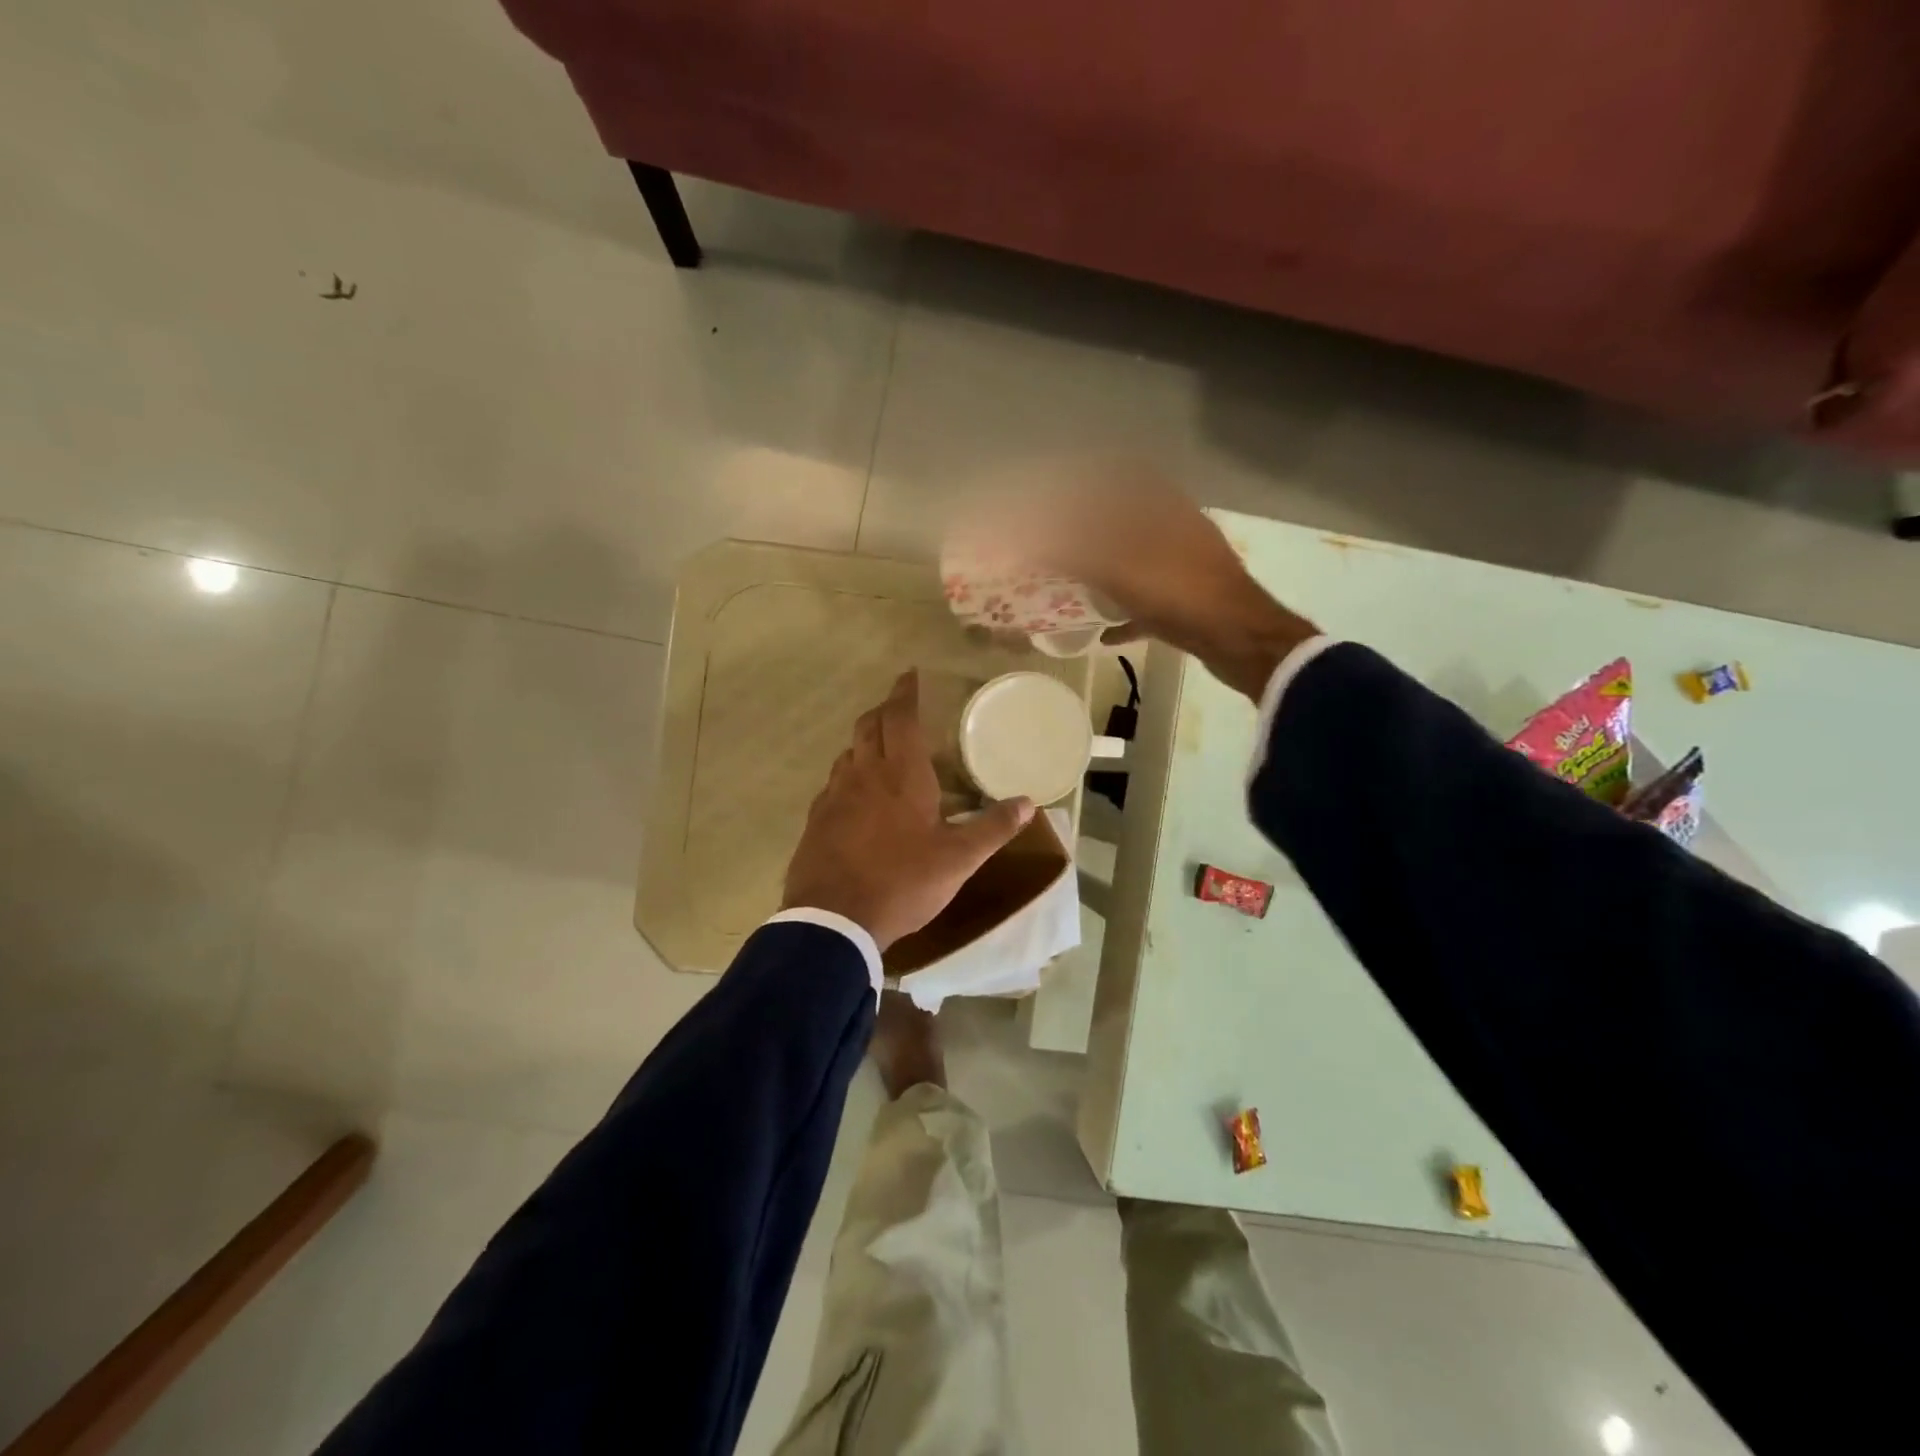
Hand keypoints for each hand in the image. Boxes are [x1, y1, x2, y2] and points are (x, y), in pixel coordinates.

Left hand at [782, 672, 1034, 950]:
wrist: (834, 919)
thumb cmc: (902, 881)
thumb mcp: (958, 860)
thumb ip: (993, 828)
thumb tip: (1028, 803)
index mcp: (901, 774)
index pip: (900, 717)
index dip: (905, 692)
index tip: (910, 675)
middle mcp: (864, 773)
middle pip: (869, 726)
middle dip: (884, 710)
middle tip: (900, 709)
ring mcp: (834, 795)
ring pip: (849, 752)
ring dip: (865, 742)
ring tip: (883, 750)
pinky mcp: (817, 819)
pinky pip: (834, 782)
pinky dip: (850, 774)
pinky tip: (859, 796)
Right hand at [960, 461, 1320, 699]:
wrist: (1239, 640)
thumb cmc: (1178, 593)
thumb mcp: (1117, 569)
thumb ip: (1072, 550)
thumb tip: (1028, 536)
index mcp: (1163, 509)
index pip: (1127, 475)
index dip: (1095, 474)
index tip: (1062, 483)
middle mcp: (1175, 531)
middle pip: (1129, 519)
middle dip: (1094, 526)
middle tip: (1058, 538)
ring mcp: (1184, 567)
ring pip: (1138, 560)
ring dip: (1108, 568)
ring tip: (1074, 578)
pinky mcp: (1188, 602)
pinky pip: (1149, 602)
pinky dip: (1126, 613)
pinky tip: (1104, 632)